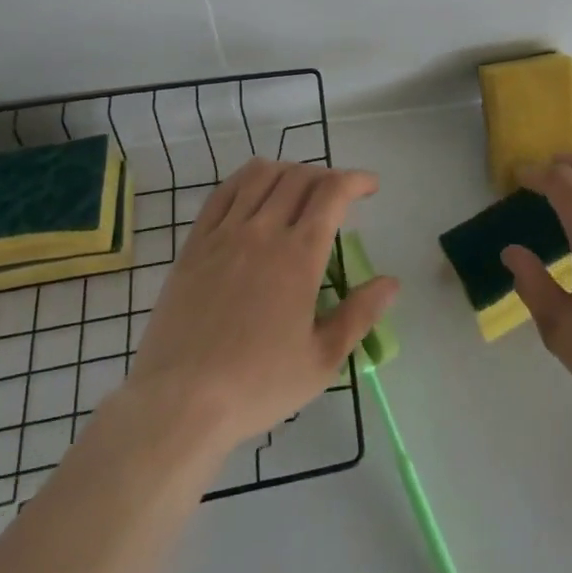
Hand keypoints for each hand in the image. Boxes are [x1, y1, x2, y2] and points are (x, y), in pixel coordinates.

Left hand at [126, 158, 397, 451]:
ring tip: (299, 187)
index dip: (356, 180)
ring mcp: (225, 234)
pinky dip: (246, 179)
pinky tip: (254, 190)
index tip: (370, 187)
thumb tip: (391, 282)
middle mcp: (264, 231)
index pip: (333, 193)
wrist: (180, 402)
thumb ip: (359, 315)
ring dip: (288, 171)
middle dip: (327, 175)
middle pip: (299, 177)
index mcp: (299, 256)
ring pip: (261, 176)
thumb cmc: (257, 386)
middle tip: (338, 195)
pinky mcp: (195, 244)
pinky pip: (223, 193)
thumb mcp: (321, 361)